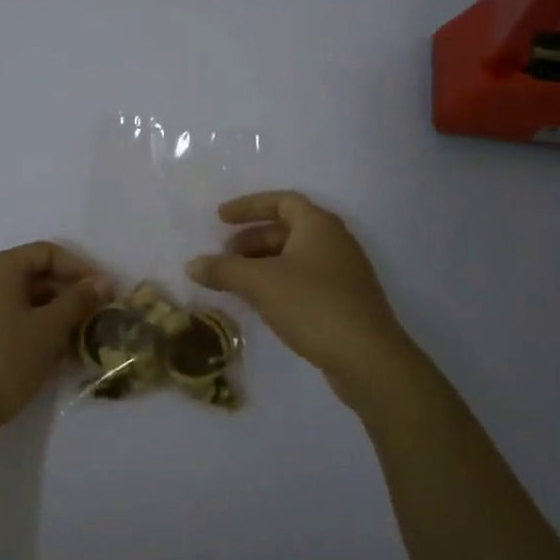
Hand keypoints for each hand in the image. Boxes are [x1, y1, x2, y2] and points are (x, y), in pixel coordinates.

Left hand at [0, 241, 110, 433]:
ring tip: (74, 337)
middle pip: (31, 272)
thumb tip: (103, 281)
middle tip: (92, 316)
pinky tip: (46, 348)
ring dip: (49, 310)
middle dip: (65, 292)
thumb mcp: (49, 329)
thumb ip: (78, 300)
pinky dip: (28, 322)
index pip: (47, 253)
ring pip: (18, 295)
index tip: (103, 293)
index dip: (80, 269)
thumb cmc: (5, 361)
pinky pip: (2, 313)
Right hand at [186, 191, 424, 419]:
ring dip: (263, 263)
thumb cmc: (313, 305)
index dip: (248, 206)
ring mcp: (343, 273)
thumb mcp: (260, 283)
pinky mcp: (345, 301)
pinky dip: (278, 282)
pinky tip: (261, 303)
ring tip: (236, 282)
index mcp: (318, 225)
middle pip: (287, 229)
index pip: (281, 201)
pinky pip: (304, 280)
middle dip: (251, 239)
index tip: (220, 218)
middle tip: (224, 257)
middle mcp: (334, 241)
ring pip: (294, 257)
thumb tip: (191, 264)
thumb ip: (223, 270)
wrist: (368, 359)